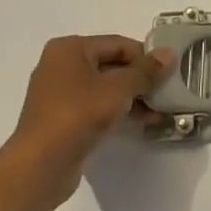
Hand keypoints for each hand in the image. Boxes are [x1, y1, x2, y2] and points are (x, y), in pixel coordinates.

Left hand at [6, 35, 174, 209]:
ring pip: (105, 87)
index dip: (145, 56)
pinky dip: (118, 110)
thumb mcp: (119, 88)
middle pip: (111, 64)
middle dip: (140, 78)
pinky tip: (142, 121)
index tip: (169, 71)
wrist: (40, 165)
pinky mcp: (61, 119)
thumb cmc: (79, 114)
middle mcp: (61, 66)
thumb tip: (169, 53)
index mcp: (70, 49)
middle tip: (166, 90)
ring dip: (133, 96)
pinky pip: (96, 106)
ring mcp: (59, 94)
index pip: (118, 44)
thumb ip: (146, 71)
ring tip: (159, 109)